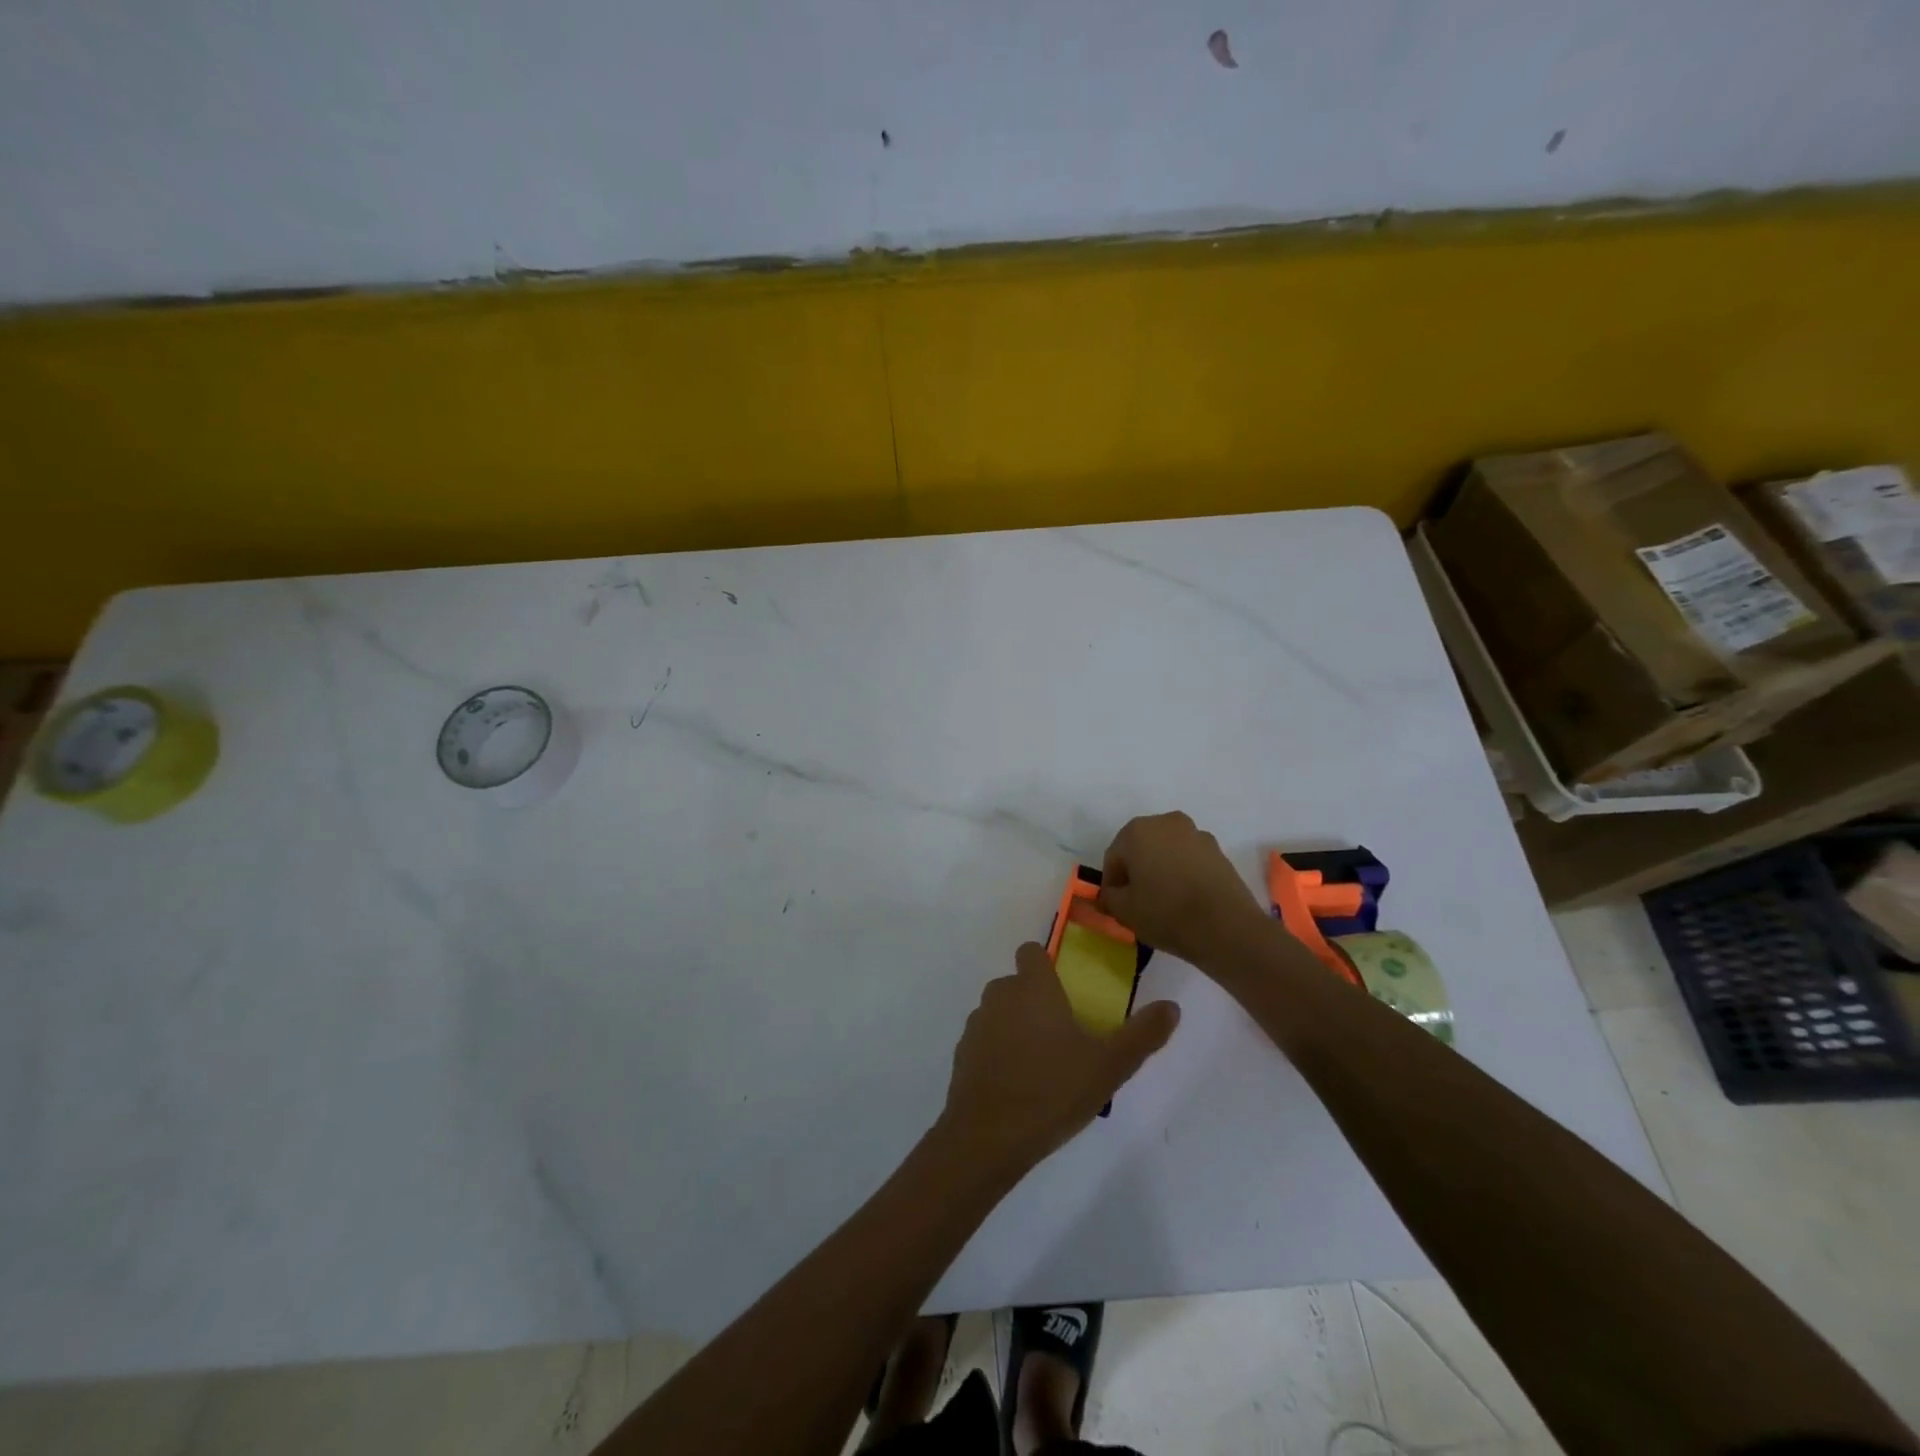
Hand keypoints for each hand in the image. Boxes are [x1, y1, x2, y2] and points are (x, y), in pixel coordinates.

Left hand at [938, 943, 1178, 1175]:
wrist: (987, 1137)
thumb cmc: (1052, 1091)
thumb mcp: (1109, 1066)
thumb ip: (1142, 1034)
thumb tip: (1171, 1007)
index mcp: (1033, 988)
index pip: (1032, 952)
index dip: (1047, 964)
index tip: (1067, 988)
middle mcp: (1000, 996)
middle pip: (1017, 983)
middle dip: (1036, 999)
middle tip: (1064, 1034)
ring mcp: (976, 1025)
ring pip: (999, 1011)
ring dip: (1016, 1025)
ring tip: (1042, 1063)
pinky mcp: (962, 1054)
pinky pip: (985, 1041)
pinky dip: (998, 1052)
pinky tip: (1017, 1084)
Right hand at [1096, 812, 1268, 968]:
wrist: (1226, 927)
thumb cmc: (1166, 913)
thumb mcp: (1124, 911)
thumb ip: (1109, 897)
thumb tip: (1111, 894)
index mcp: (1137, 831)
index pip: (1114, 857)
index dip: (1112, 883)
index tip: (1116, 906)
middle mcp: (1166, 822)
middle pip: (1141, 848)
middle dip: (1137, 871)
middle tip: (1137, 901)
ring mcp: (1196, 834)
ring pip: (1167, 852)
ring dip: (1161, 870)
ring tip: (1165, 901)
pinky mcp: (1218, 851)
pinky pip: (1190, 860)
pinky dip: (1183, 873)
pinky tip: (1186, 899)